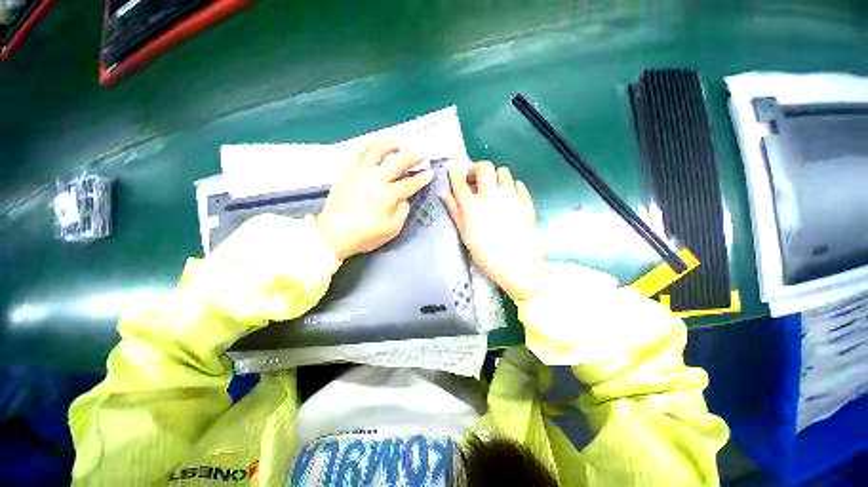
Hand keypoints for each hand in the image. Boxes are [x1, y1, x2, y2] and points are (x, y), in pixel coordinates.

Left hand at [316, 141, 432, 259]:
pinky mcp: (346, 170)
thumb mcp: (392, 229)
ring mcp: (360, 171)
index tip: (430, 173)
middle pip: (398, 162)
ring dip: (391, 145)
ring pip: (378, 150)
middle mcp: (376, 178)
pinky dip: (368, 143)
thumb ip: (402, 212)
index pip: (410, 183)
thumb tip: (404, 199)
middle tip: (421, 156)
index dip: (422, 178)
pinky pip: (357, 150)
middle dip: (413, 157)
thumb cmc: (365, 235)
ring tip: (398, 144)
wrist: (334, 234)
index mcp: (388, 195)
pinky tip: (375, 141)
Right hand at [439, 161, 547, 300]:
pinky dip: (511, 186)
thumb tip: (443, 194)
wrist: (516, 263)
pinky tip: (509, 197)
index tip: (454, 170)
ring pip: (503, 171)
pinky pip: (518, 184)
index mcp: (472, 205)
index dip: (455, 173)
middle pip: (484, 167)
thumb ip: (454, 211)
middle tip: (475, 181)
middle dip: (477, 169)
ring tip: (493, 189)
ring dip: (495, 176)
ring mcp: (510, 196)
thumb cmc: (485, 253)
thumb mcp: (464, 233)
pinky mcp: (525, 201)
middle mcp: (491, 195)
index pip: (460, 182)